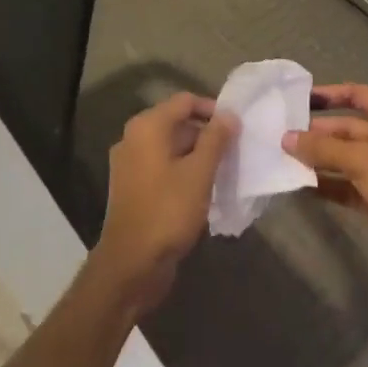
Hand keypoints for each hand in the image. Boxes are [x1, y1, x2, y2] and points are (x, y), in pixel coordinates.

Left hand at [89, 93, 237, 315]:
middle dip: (207, 134)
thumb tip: (229, 115)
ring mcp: (130, 164)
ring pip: (171, 147)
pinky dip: (183, 171)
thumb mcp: (199, 173)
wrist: (131, 265)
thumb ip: (216, 139)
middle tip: (235, 150)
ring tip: (225, 170)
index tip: (237, 126)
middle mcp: (134, 138)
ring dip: (197, 154)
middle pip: (177, 122)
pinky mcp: (133, 187)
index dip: (213, 108)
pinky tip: (204, 189)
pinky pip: (162, 167)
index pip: (185, 101)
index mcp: (147, 127)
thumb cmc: (167, 211)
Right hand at [283, 84, 367, 286]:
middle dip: (316, 133)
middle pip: (345, 129)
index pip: (356, 94)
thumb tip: (286, 138)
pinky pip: (343, 185)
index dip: (329, 95)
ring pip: (342, 158)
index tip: (299, 98)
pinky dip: (324, 184)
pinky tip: (297, 185)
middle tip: (281, 135)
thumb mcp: (360, 159)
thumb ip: (321, 149)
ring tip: (282, 158)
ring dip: (316, 159)